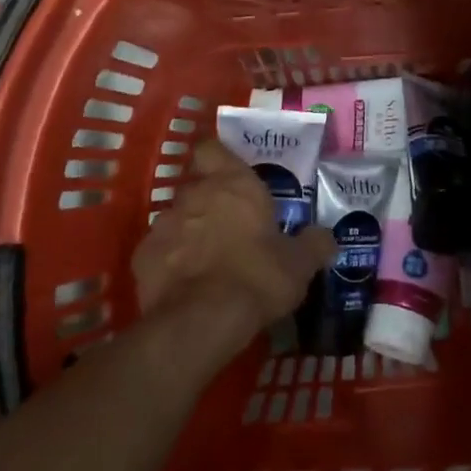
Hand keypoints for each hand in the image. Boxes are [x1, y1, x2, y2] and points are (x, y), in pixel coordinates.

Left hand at [131, 140, 334, 351]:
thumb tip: (327, 237)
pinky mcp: (143, 256)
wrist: (202, 321)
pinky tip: (184, 283)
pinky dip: (170, 261)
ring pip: (176, 218)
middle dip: (208, 201)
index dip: (217, 157)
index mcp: (233, 183)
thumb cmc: (257, 277)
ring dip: (189, 231)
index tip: (228, 173)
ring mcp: (164, 223)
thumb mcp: (299, 265)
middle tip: (228, 226)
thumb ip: (314, 245)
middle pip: (196, 185)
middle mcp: (195, 194)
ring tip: (206, 260)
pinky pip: (159, 250)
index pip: (212, 148)